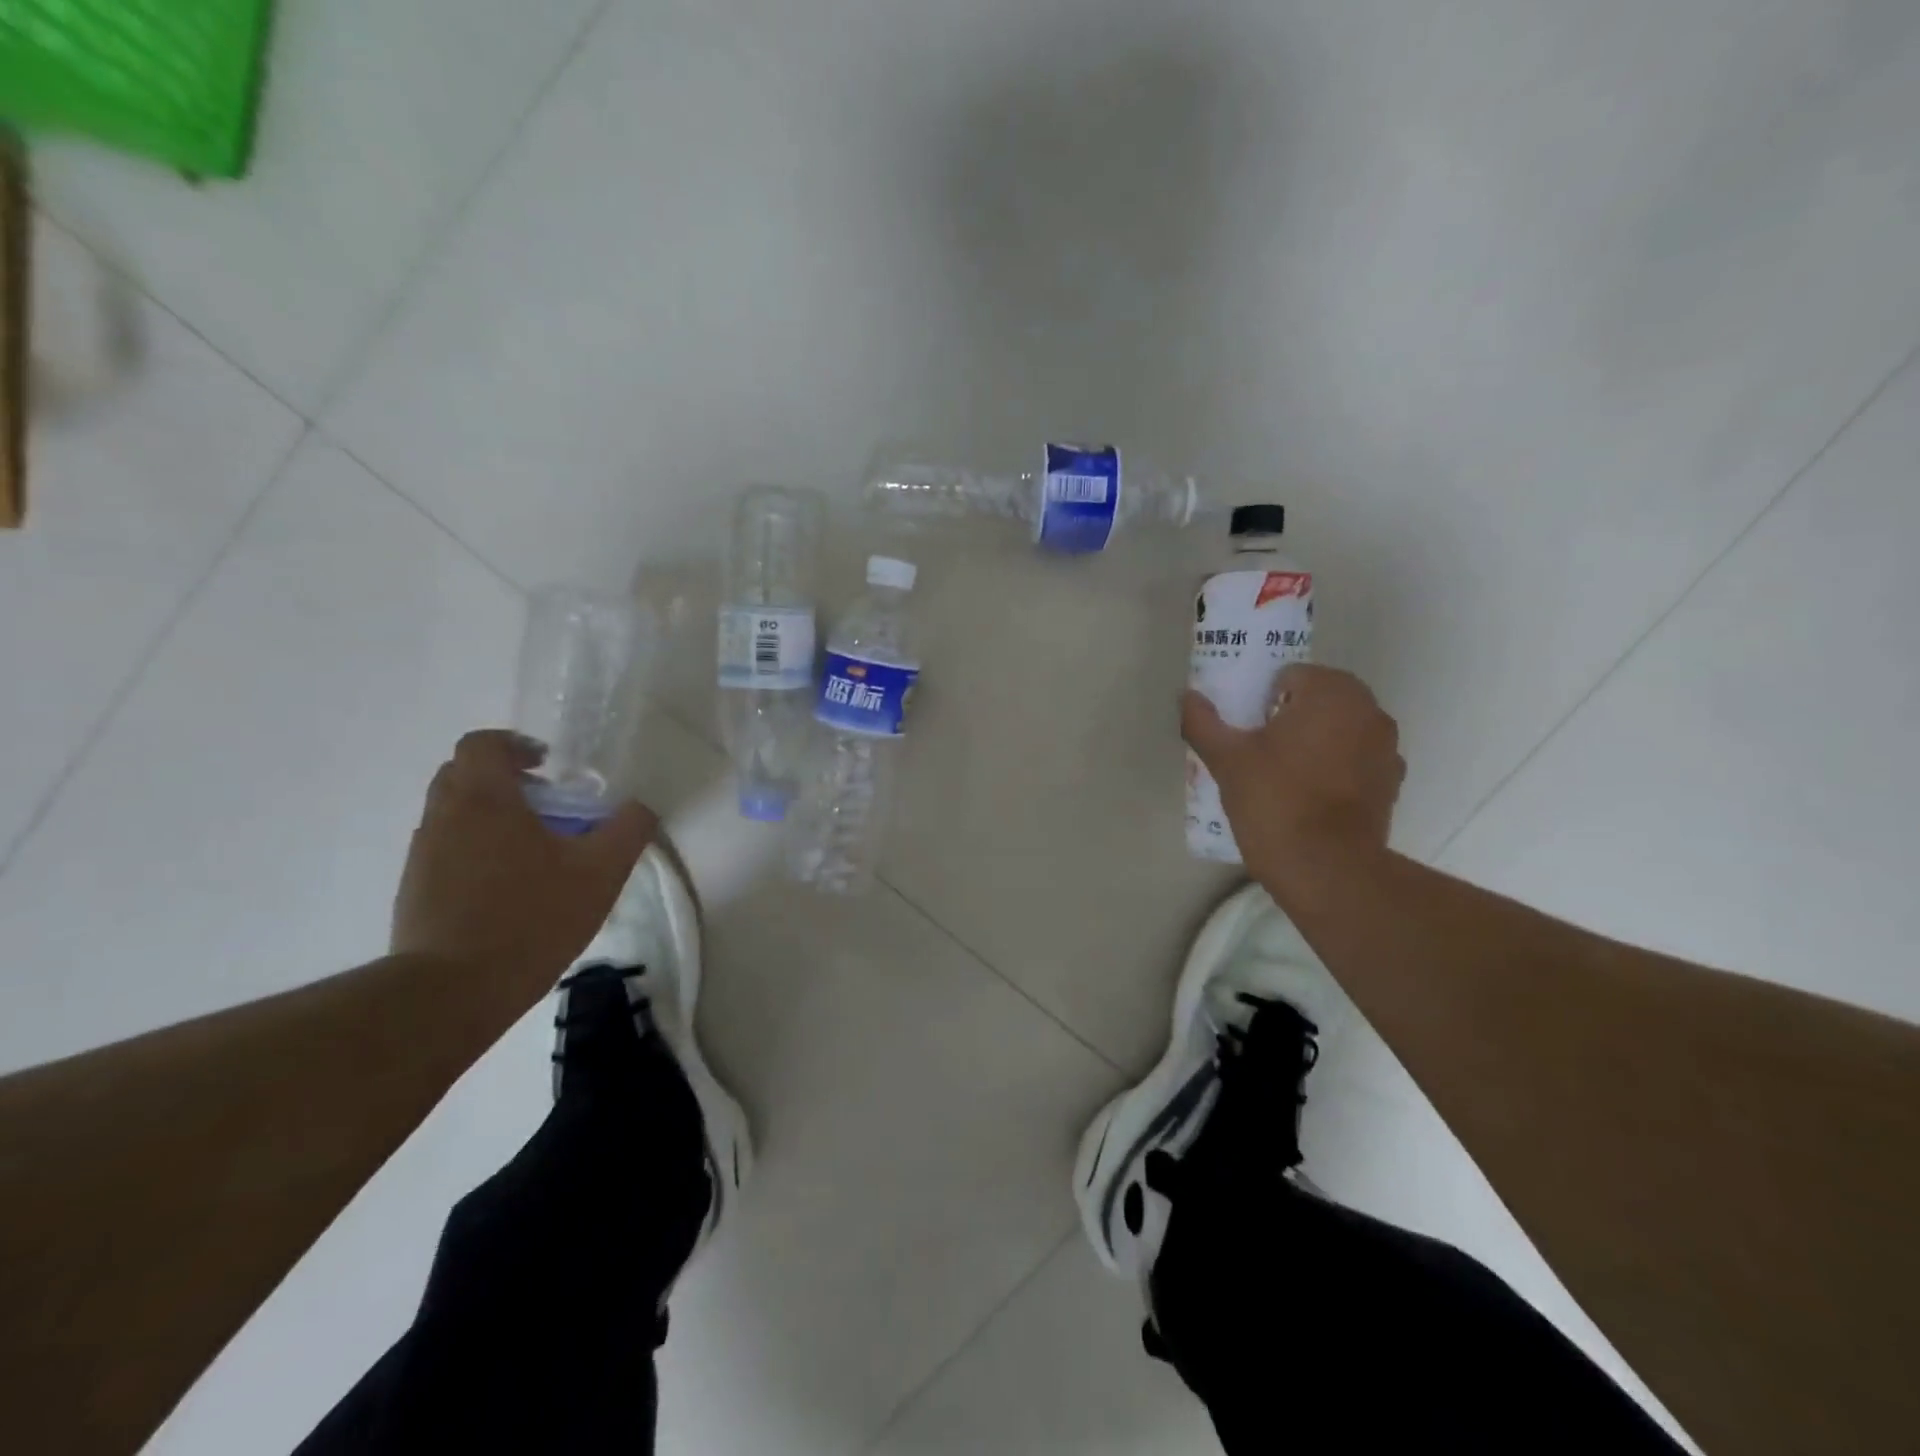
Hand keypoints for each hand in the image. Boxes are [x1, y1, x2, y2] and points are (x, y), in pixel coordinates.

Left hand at [391, 731, 658, 1002]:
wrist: (451, 991)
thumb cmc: (531, 917)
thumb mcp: (601, 872)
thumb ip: (628, 830)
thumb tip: (639, 808)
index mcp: (484, 799)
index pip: (482, 744)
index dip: (514, 745)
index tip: (547, 763)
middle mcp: (444, 816)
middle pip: (463, 774)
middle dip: (504, 779)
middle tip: (546, 803)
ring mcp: (422, 855)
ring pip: (453, 813)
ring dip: (490, 815)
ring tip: (534, 849)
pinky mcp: (414, 890)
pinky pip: (446, 849)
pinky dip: (475, 849)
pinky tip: (509, 886)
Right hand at [1182, 665, 1404, 904]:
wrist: (1326, 868)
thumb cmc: (1275, 800)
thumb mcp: (1226, 760)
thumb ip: (1203, 722)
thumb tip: (1187, 697)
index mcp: (1331, 693)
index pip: (1291, 676)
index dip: (1263, 700)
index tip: (1248, 730)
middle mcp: (1369, 710)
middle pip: (1320, 700)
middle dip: (1292, 717)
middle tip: (1260, 751)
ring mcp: (1387, 748)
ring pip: (1341, 729)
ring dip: (1317, 741)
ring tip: (1285, 776)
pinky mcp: (1392, 782)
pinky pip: (1357, 760)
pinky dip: (1337, 768)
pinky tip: (1312, 797)